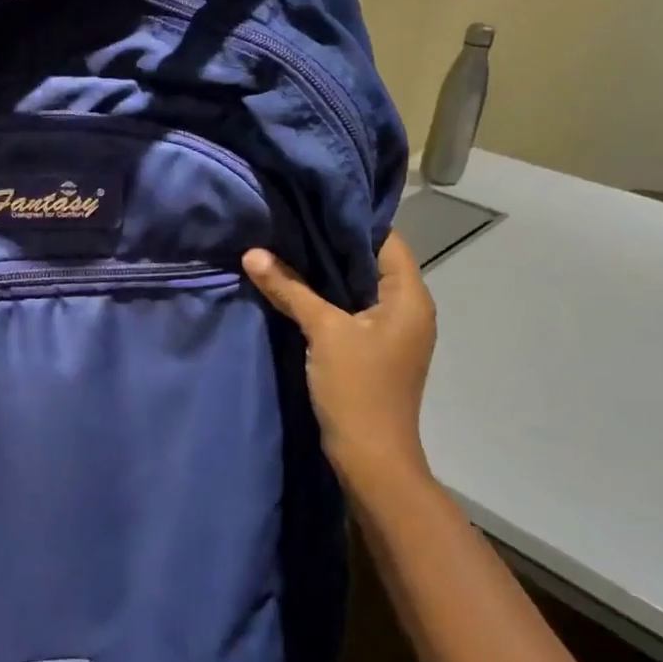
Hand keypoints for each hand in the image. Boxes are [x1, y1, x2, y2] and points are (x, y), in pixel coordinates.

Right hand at [242, 232, 436, 495]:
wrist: (370, 458)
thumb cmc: (358, 388)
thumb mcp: (324, 332)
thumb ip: (290, 289)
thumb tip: (253, 253)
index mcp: (409, 297)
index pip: (385, 240)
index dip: (350, 220)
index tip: (310, 203)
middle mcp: (406, 308)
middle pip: (369, 262)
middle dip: (329, 245)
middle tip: (287, 222)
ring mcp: (389, 331)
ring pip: (355, 287)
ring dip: (323, 272)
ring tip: (284, 247)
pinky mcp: (370, 349)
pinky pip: (347, 309)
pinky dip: (323, 297)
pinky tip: (292, 288)